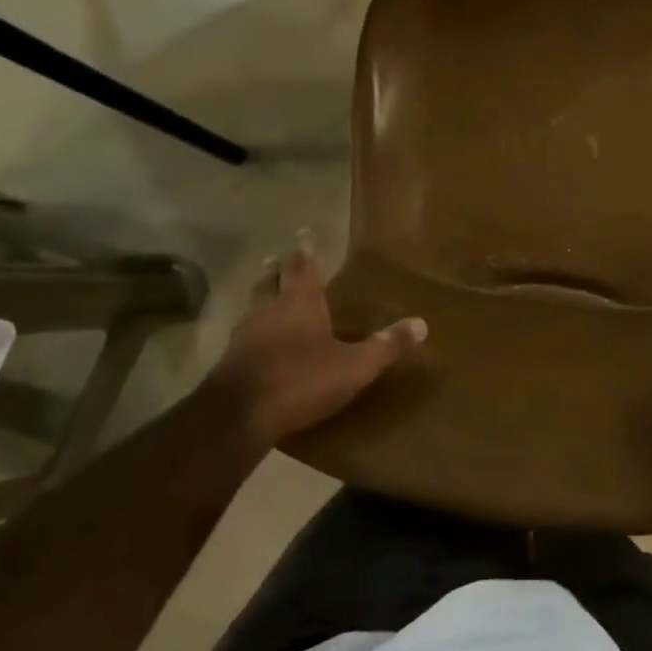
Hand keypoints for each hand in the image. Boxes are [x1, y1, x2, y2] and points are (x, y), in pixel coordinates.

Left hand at [202, 237, 425, 450]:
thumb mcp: (354, 366)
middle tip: (277, 259)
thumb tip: (422, 324)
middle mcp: (269, 310)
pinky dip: (251, 328)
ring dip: (261, 296)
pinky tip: (256, 339)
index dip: (305, 249)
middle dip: (277, 269)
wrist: (236, 418)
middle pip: (271, 281)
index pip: (303, 266)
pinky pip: (242, 334)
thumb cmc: (300, 380)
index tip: (303, 232)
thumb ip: (386, 345)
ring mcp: (244, 335)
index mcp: (300, 302)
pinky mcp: (229, 362)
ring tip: (266, 292)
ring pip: (253, 305)